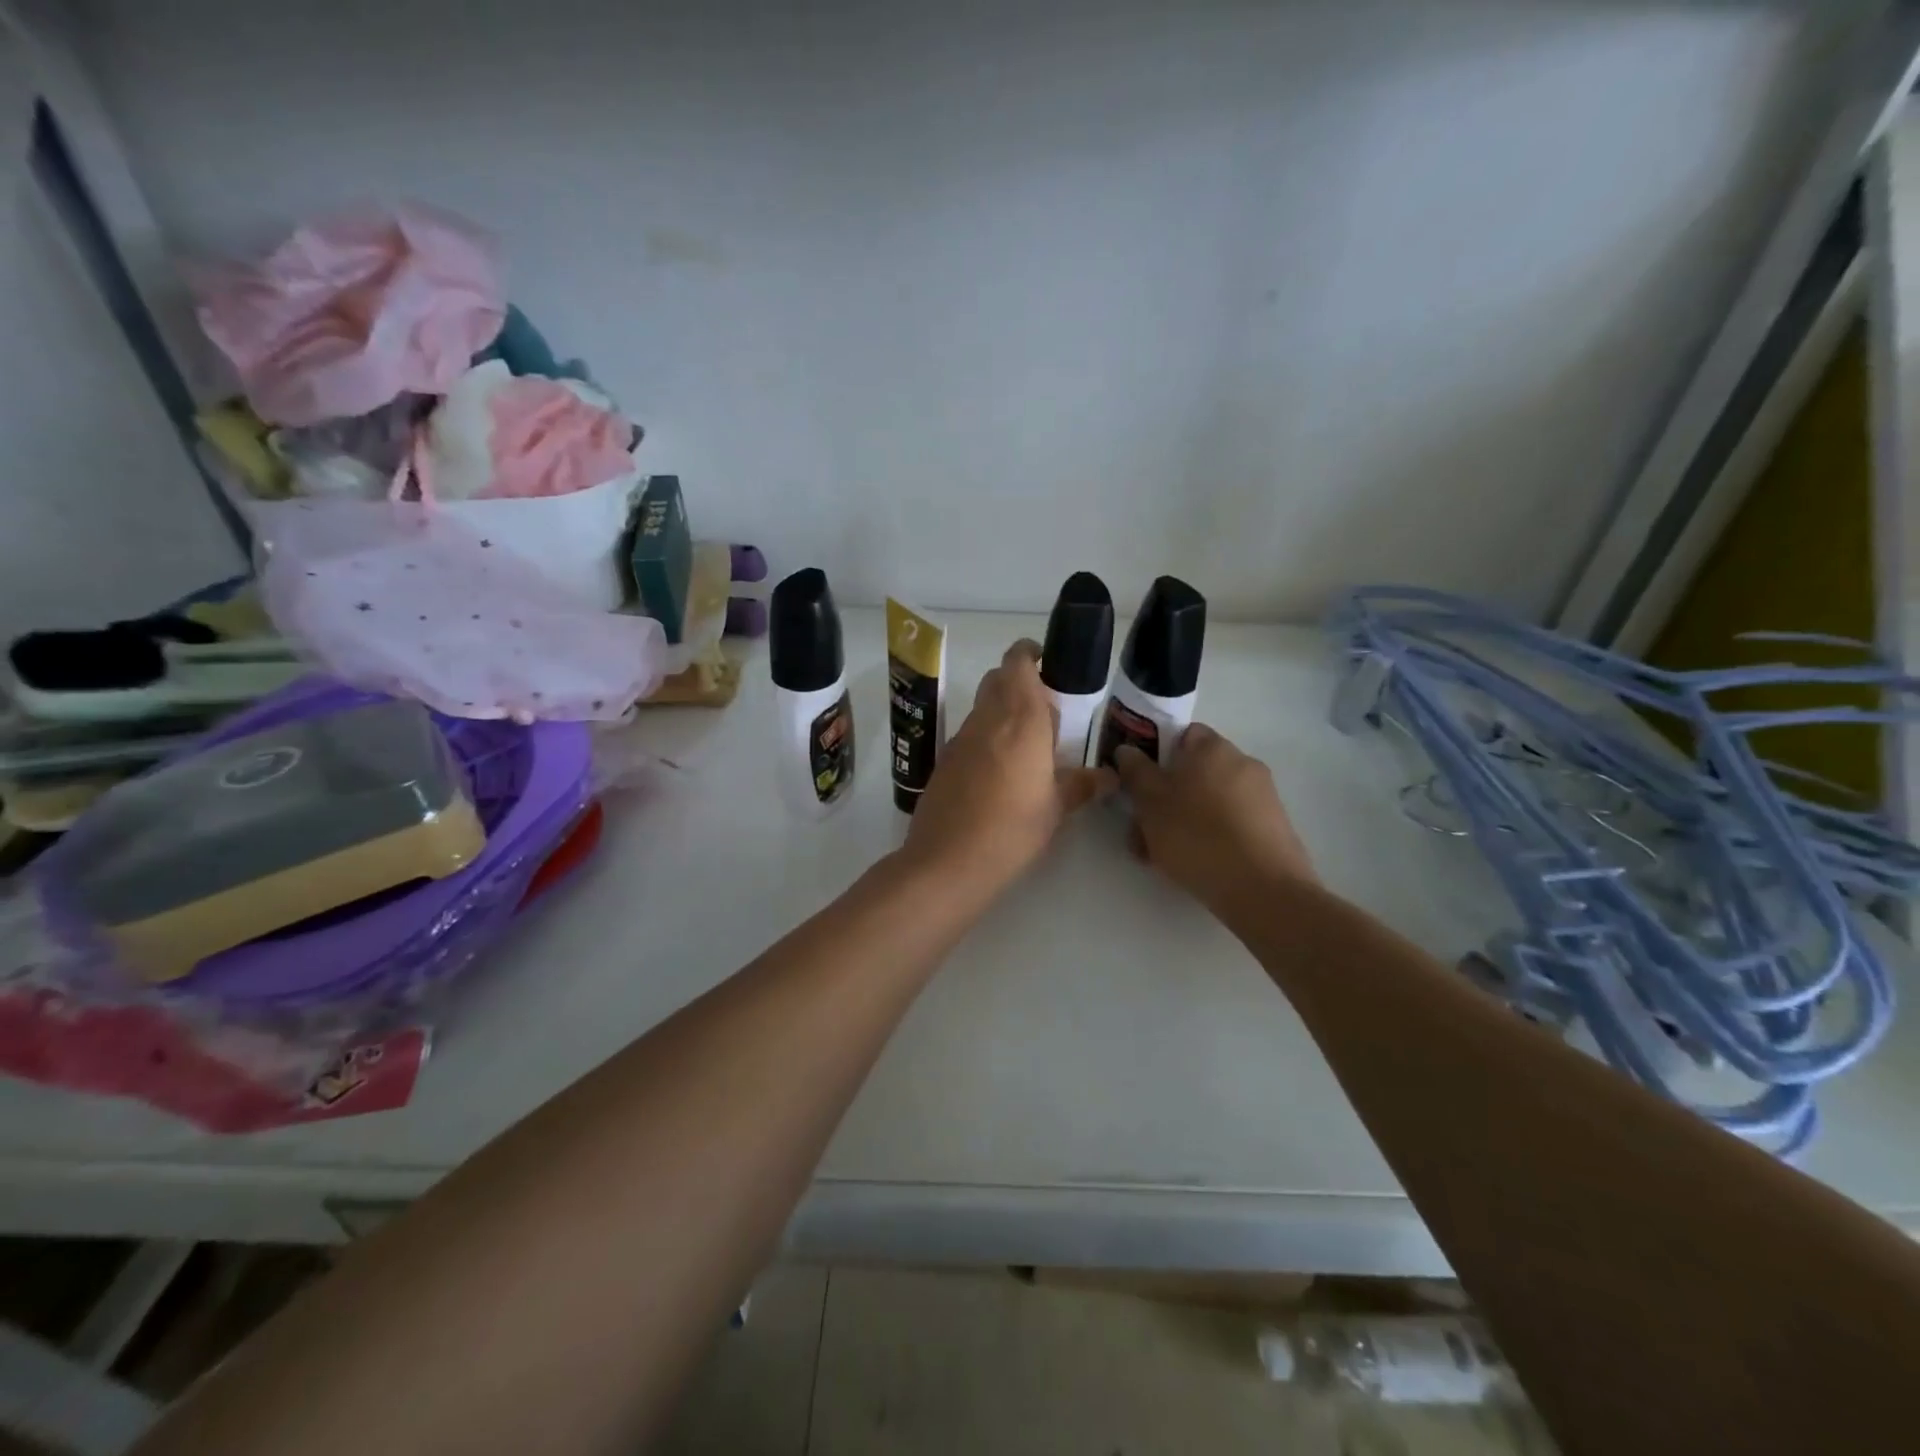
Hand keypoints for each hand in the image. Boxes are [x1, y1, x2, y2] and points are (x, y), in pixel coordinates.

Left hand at [902, 639, 1115, 895]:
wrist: (947, 861)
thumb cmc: (1012, 830)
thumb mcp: (1056, 809)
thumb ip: (1081, 785)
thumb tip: (1108, 777)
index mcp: (1020, 719)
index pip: (1018, 663)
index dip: (1030, 654)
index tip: (1048, 664)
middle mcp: (987, 719)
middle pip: (998, 679)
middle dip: (1020, 683)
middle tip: (1047, 711)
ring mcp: (960, 739)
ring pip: (983, 707)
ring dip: (1003, 712)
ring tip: (1029, 747)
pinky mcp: (944, 761)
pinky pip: (970, 735)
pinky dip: (987, 738)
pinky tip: (1001, 773)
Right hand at [1114, 723, 1314, 917]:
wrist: (1263, 890)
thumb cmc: (1197, 836)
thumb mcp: (1150, 802)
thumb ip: (1135, 771)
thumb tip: (1127, 749)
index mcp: (1213, 748)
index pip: (1181, 735)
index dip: (1156, 755)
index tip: (1138, 782)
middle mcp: (1242, 763)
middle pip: (1193, 772)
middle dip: (1165, 797)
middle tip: (1142, 828)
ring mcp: (1262, 797)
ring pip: (1207, 801)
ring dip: (1181, 821)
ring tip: (1159, 855)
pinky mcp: (1272, 828)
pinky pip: (1228, 823)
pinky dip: (1208, 837)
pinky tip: (1191, 865)